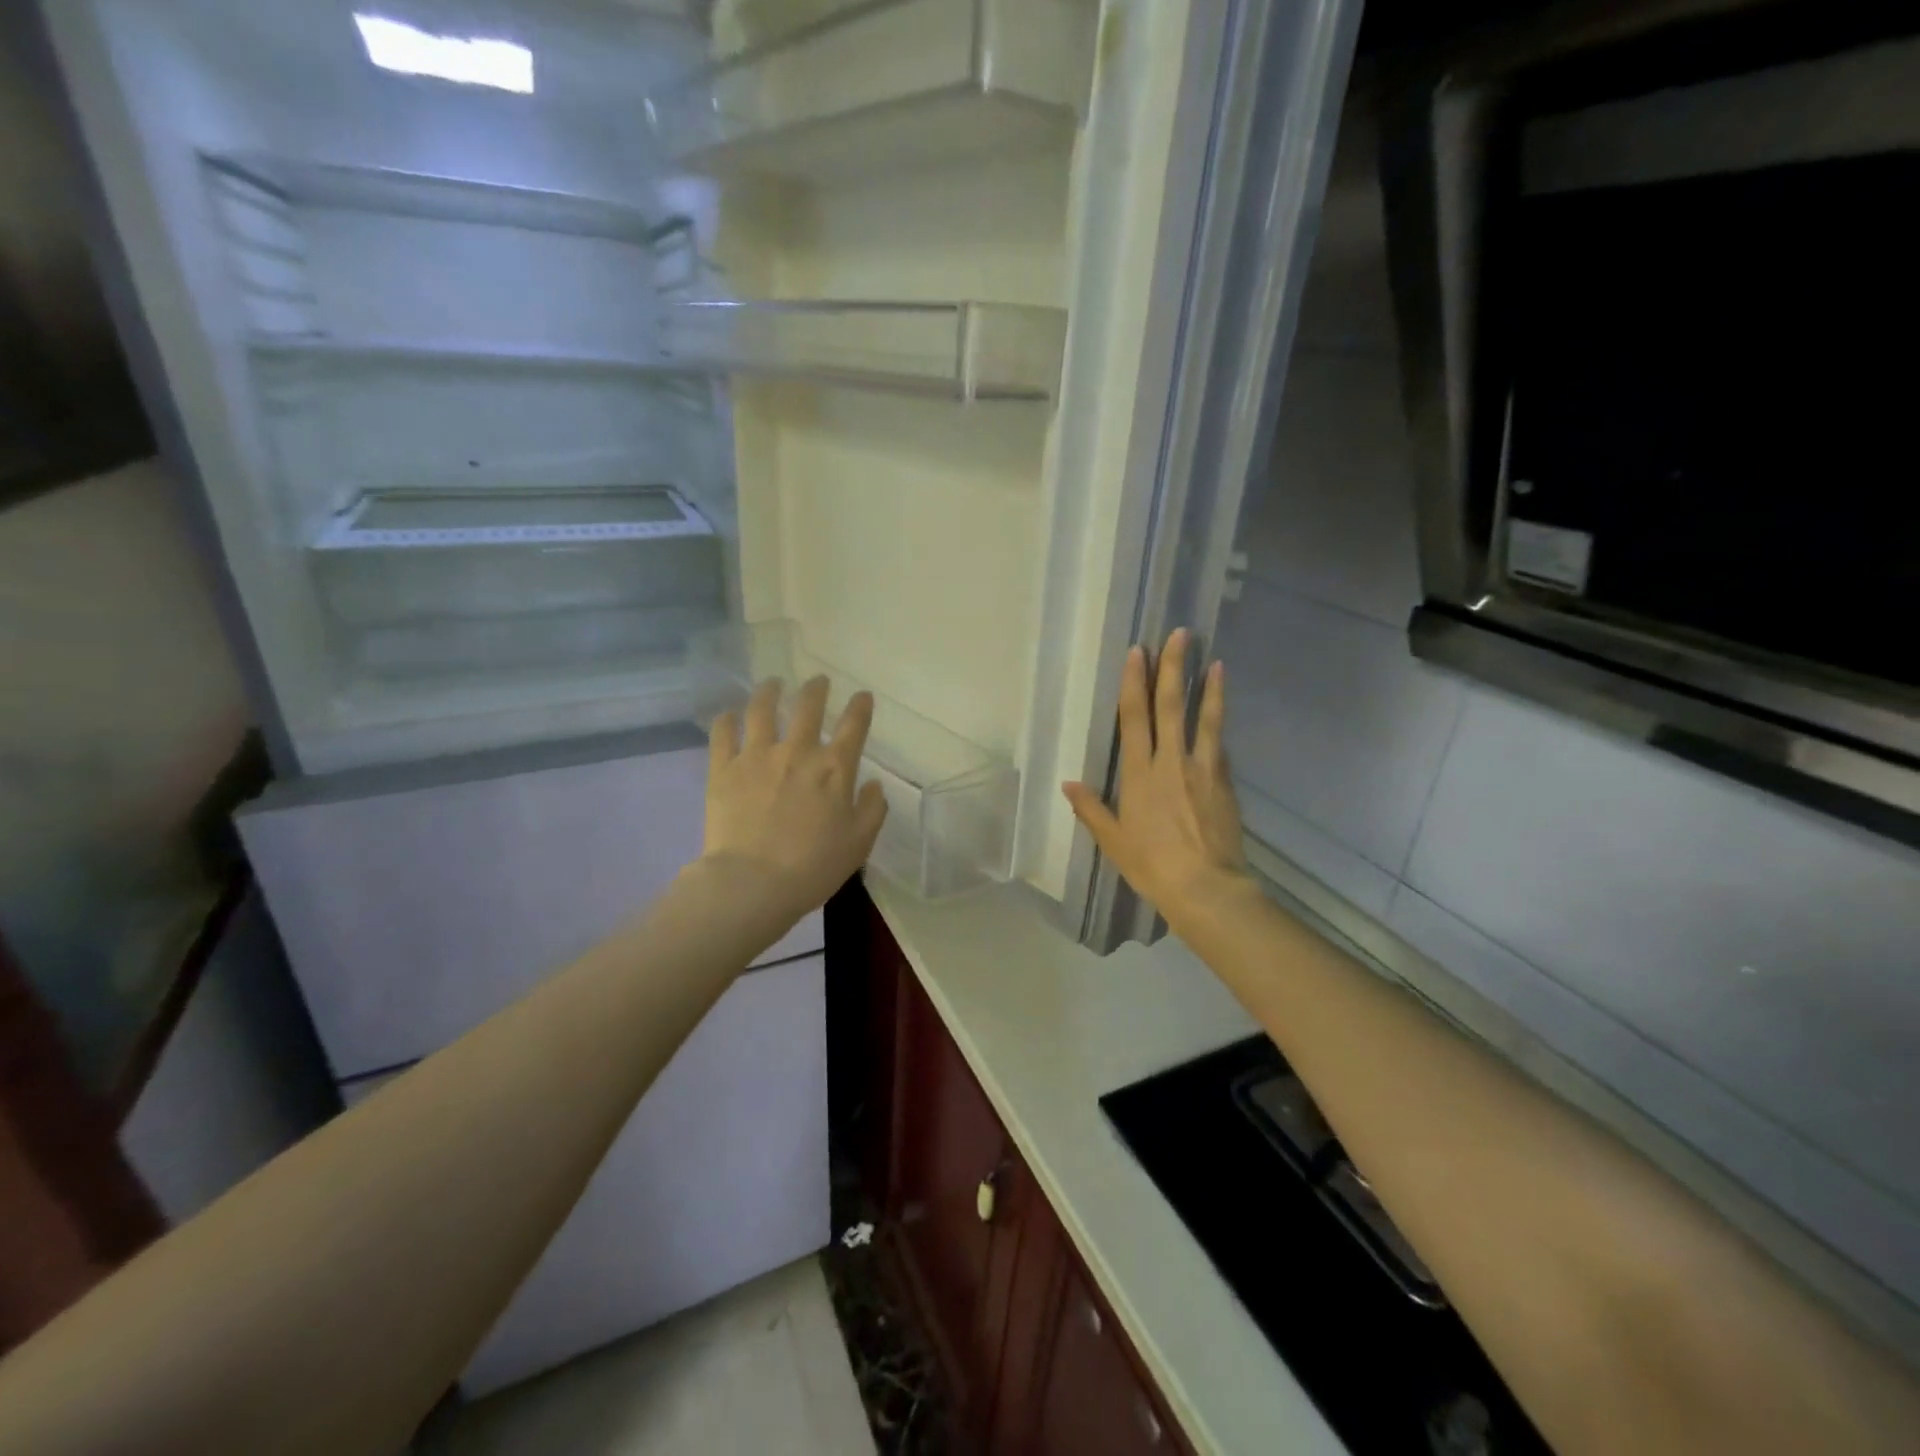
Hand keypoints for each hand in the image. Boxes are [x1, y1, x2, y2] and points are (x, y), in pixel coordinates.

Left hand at [703, 676, 889, 920]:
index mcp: (834, 768)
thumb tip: (872, 784)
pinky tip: (729, 715)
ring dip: (770, 691)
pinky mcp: (724, 768)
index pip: (854, 725)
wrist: (752, 883)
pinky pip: (722, 733)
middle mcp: (797, 751)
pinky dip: (727, 719)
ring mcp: (757, 756)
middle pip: (808, 706)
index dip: (861, 706)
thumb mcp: (859, 843)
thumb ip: (872, 809)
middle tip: (818, 682)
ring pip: (762, 709)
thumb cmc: (813, 867)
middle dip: (816, 688)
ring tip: (773, 684)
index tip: (863, 696)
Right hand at [1063, 629, 1250, 936]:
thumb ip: (1091, 809)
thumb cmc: (1151, 865)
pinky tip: (1219, 712)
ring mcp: (1202, 769)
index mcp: (1139, 774)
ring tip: (1215, 661)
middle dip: (1174, 667)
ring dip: (1208, 687)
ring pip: (1204, 719)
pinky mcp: (1224, 782)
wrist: (1205, 886)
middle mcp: (1170, 761)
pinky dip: (1218, 725)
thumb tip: (1068, 784)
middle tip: (1180, 635)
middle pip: (1171, 706)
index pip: (1135, 717)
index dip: (1135, 682)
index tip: (1139, 652)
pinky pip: (1219, 746)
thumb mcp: (1113, 841)